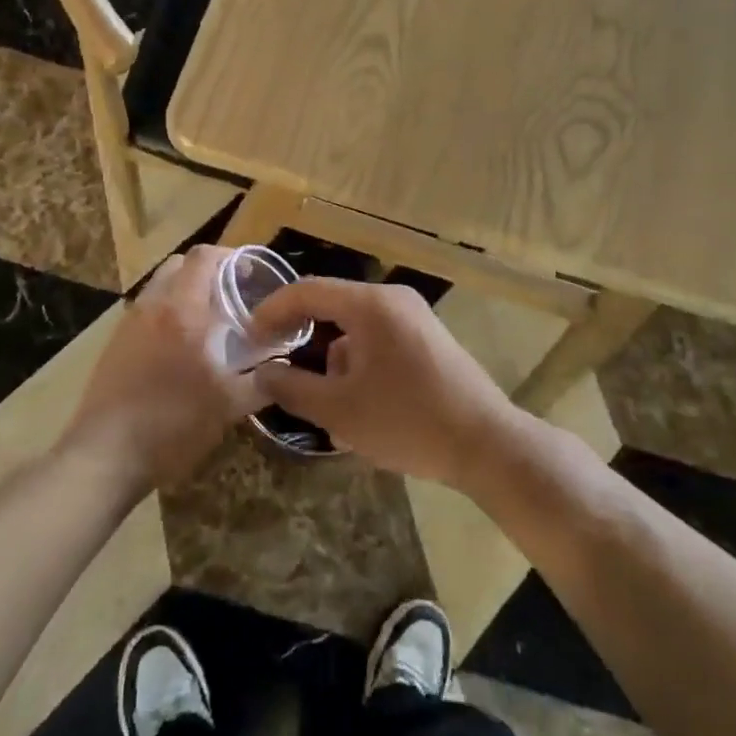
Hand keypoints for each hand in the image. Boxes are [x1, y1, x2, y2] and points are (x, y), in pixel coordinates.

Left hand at [61, 246, 267, 493]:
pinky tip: (179, 348)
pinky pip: (145, 311)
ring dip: (185, 291)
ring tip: (207, 321)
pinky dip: (166, 313)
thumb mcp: (228, 407)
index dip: (230, 255)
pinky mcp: (114, 344)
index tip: (251, 272)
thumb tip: (283, 371)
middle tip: (231, 294)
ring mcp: (128, 323)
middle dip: (207, 270)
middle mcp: (152, 306)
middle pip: (179, 264)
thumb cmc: (171, 425)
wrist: (104, 456)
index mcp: (183, 310)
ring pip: (160, 286)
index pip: (204, 256)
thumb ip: (261, 383)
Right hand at [249, 279, 517, 485]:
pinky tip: (360, 409)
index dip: (272, 311)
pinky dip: (360, 365)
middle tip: (278, 369)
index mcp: (370, 305)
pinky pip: (379, 341)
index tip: (248, 337)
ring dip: (333, 361)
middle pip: (332, 308)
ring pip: (356, 329)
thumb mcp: (340, 412)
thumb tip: (263, 374)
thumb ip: (293, 389)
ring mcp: (415, 318)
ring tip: (327, 408)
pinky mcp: (428, 340)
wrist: (487, 445)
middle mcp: (393, 300)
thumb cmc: (408, 422)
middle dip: (303, 340)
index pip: (307, 291)